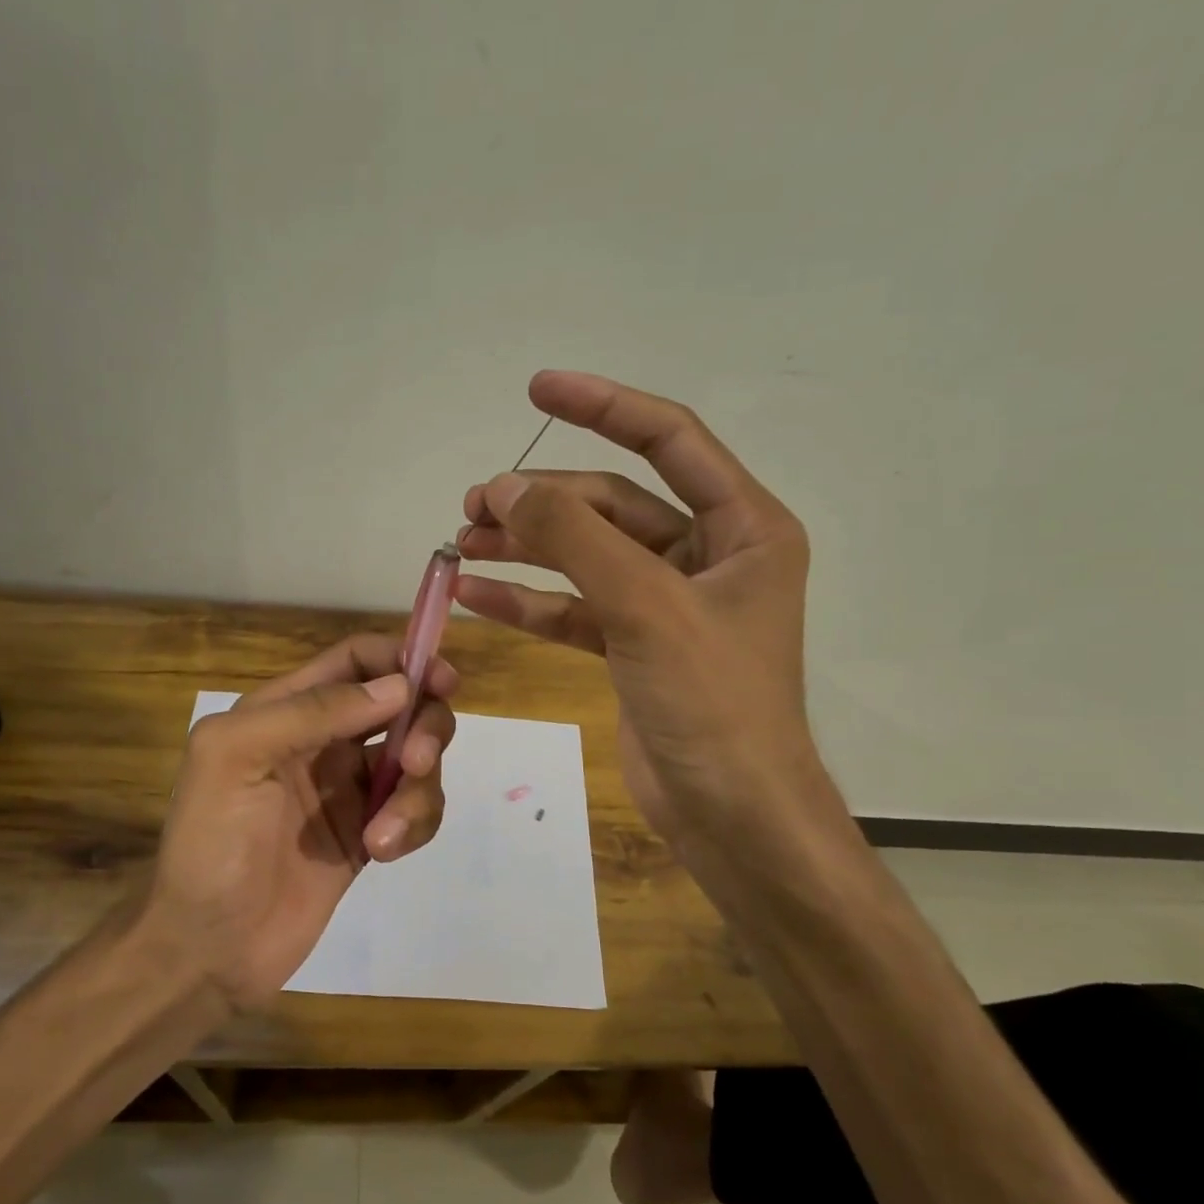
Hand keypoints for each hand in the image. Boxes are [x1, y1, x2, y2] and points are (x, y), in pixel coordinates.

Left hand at [147, 634, 457, 1008]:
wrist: (209, 949)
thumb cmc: (210, 844)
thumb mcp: (236, 757)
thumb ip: (311, 712)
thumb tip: (398, 687)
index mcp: (286, 710)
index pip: (356, 661)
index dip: (401, 659)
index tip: (441, 681)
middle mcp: (324, 741)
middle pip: (401, 705)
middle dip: (423, 725)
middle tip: (417, 761)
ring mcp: (350, 789)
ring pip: (416, 760)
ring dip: (418, 789)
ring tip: (383, 834)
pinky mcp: (370, 833)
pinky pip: (416, 809)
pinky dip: (415, 824)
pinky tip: (383, 851)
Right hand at [458, 371, 837, 873]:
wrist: (730, 815)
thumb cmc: (712, 702)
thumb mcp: (646, 606)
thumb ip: (575, 539)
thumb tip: (503, 488)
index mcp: (742, 527)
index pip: (669, 440)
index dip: (603, 406)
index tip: (538, 388)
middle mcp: (708, 556)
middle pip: (612, 504)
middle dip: (542, 500)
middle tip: (473, 503)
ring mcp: (666, 604)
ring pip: (585, 556)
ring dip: (526, 547)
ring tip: (461, 541)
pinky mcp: (633, 647)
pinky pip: (573, 609)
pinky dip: (527, 601)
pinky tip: (475, 594)